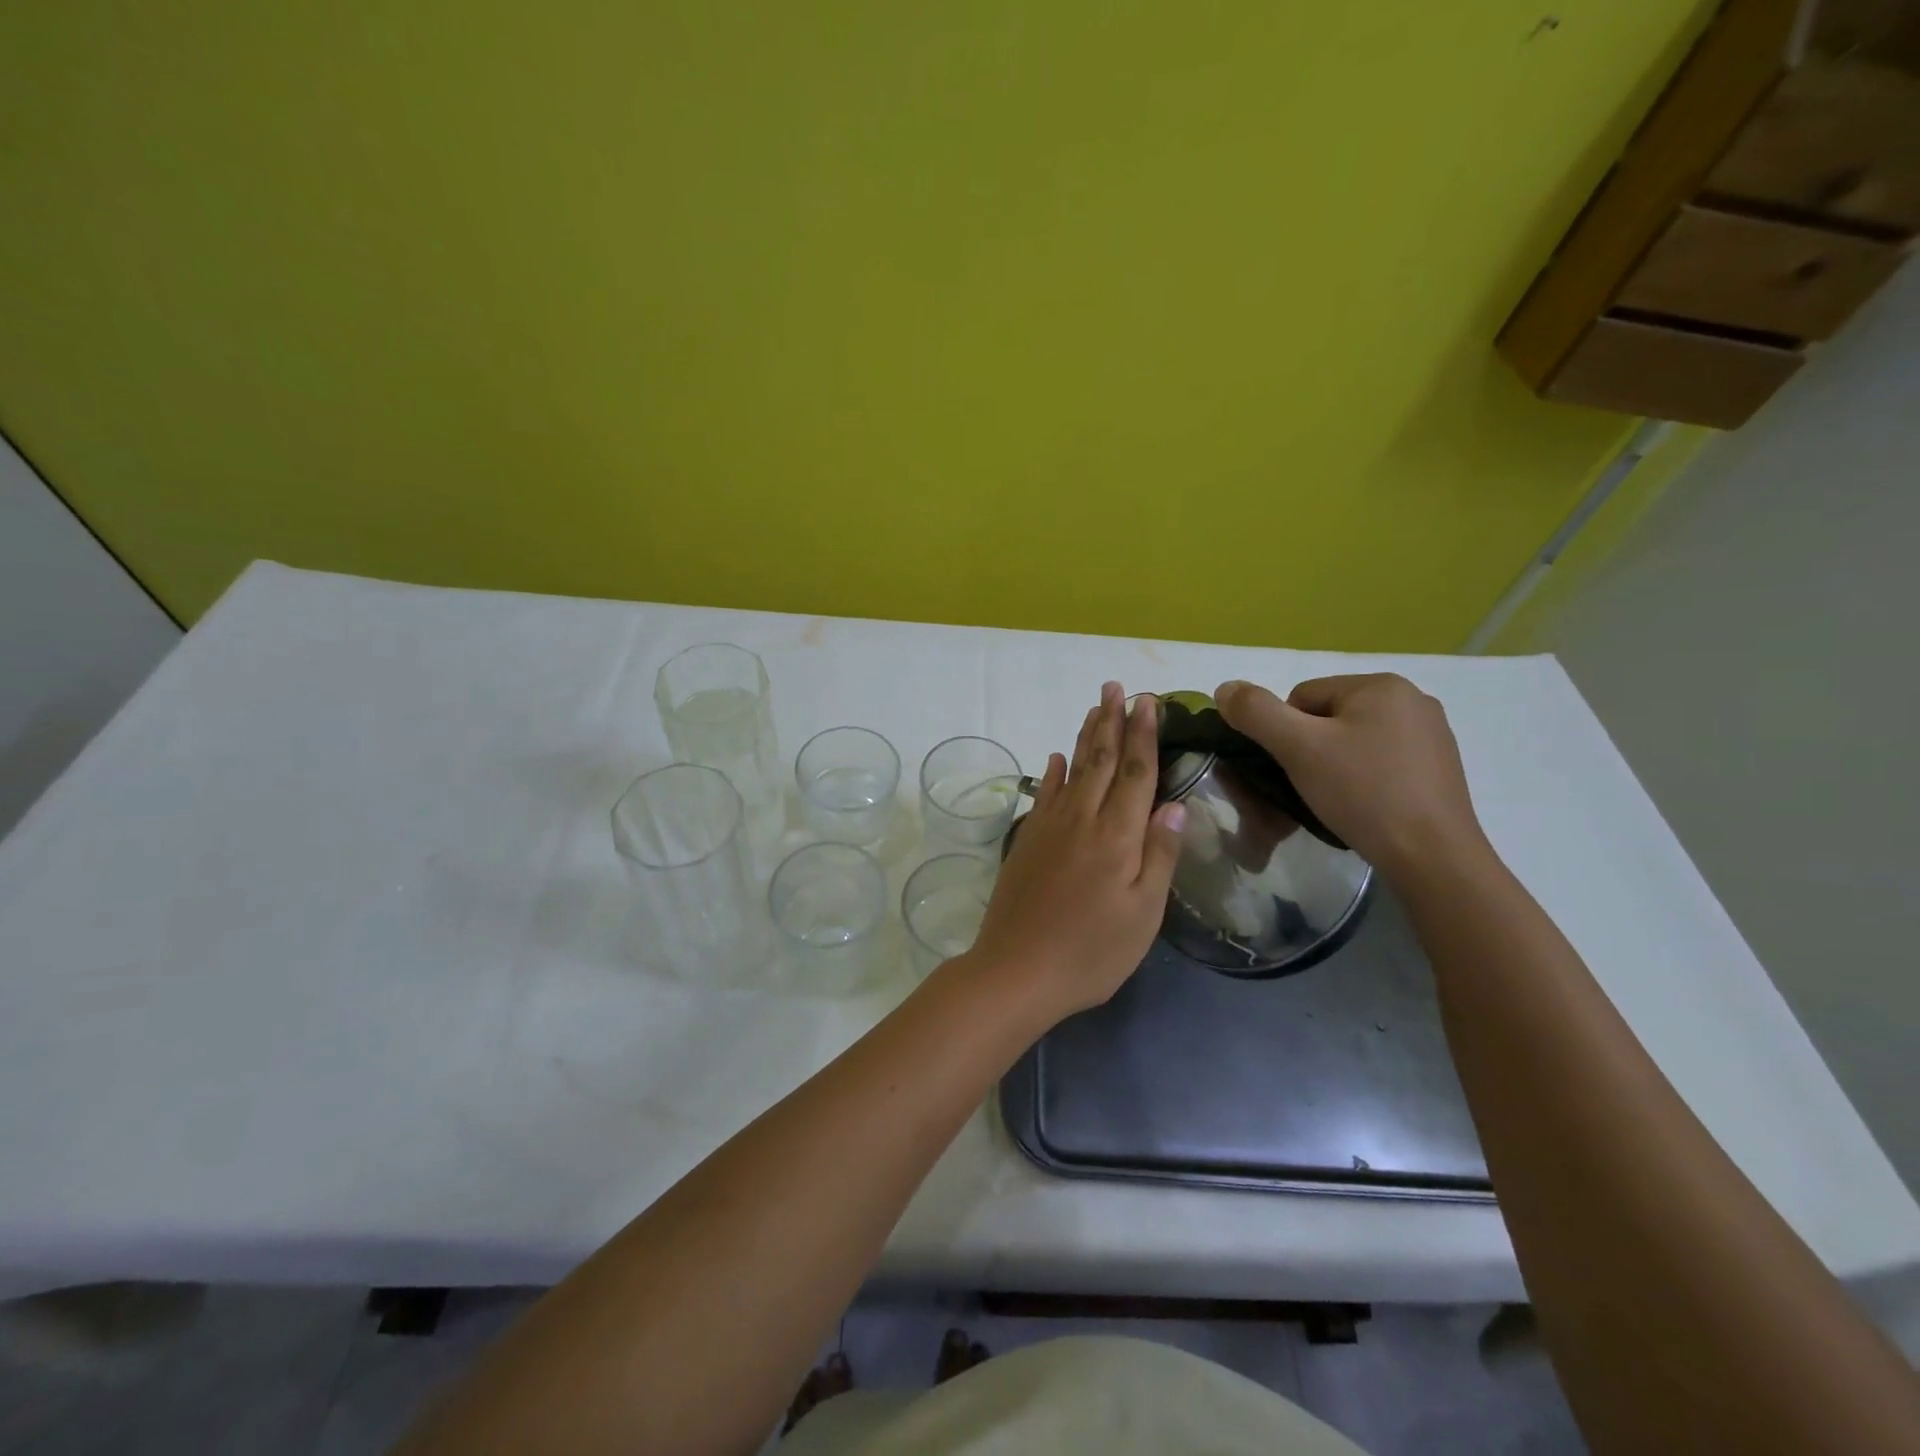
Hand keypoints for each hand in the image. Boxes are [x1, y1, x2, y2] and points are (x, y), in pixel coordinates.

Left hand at [967, 682, 1184, 1019]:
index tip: (1149, 702)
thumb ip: (1159, 854)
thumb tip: (1174, 803)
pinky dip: (1051, 772)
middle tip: (1118, 687)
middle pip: (1101, 760)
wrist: (1017, 970)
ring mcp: (1049, 828)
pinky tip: (1055, 758)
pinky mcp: (1026, 841)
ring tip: (1095, 708)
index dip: (1144, 735)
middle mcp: (1082, 819)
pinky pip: (1043, 794)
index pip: (1136, 773)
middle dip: (1112, 721)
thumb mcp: (1142, 913)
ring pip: (1072, 770)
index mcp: (1117, 836)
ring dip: (1086, 737)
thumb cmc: (1091, 951)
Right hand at [1214, 674, 1489, 882]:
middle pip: (1328, 717)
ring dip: (1334, 765)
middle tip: (1309, 788)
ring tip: (1335, 801)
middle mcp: (1412, 699)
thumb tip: (1224, 688)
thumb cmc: (1363, 793)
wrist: (1432, 857)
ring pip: (1353, 741)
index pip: (1302, 696)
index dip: (1284, 733)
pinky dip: (1363, 779)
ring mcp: (1432, 734)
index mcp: (1381, 684)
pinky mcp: (1439, 768)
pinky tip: (1364, 806)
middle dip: (1310, 750)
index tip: (1292, 769)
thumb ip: (1255, 712)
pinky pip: (1381, 761)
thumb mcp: (1298, 748)